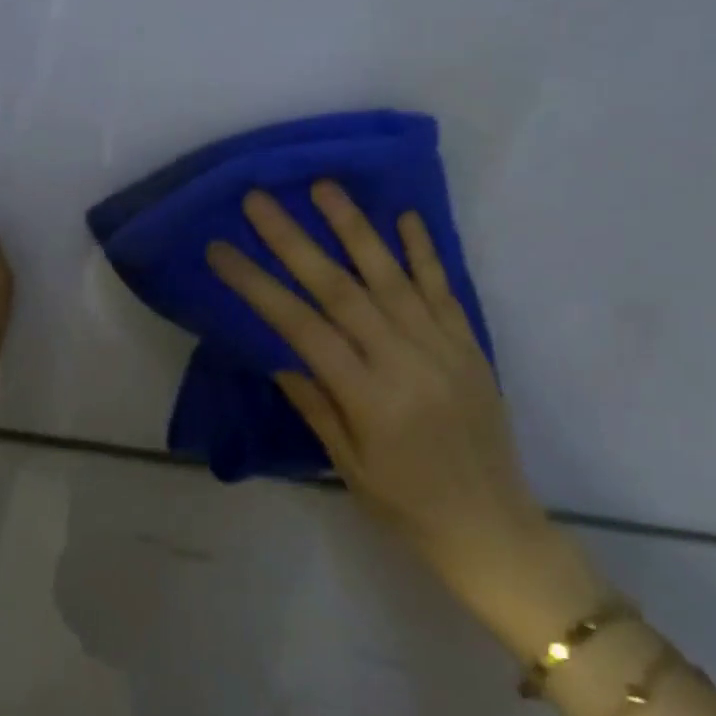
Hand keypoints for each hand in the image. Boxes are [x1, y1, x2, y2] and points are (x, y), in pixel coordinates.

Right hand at [207, 184, 602, 649]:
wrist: (493, 528)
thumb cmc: (407, 506)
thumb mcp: (346, 465)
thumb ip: (315, 402)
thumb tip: (281, 352)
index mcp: (368, 397)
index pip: (300, 327)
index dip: (257, 285)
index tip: (221, 251)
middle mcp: (404, 361)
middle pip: (339, 288)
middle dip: (293, 240)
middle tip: (260, 200)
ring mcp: (442, 347)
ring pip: (391, 276)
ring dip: (355, 227)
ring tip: (324, 187)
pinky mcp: (470, 344)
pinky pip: (444, 289)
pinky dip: (424, 251)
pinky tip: (406, 216)